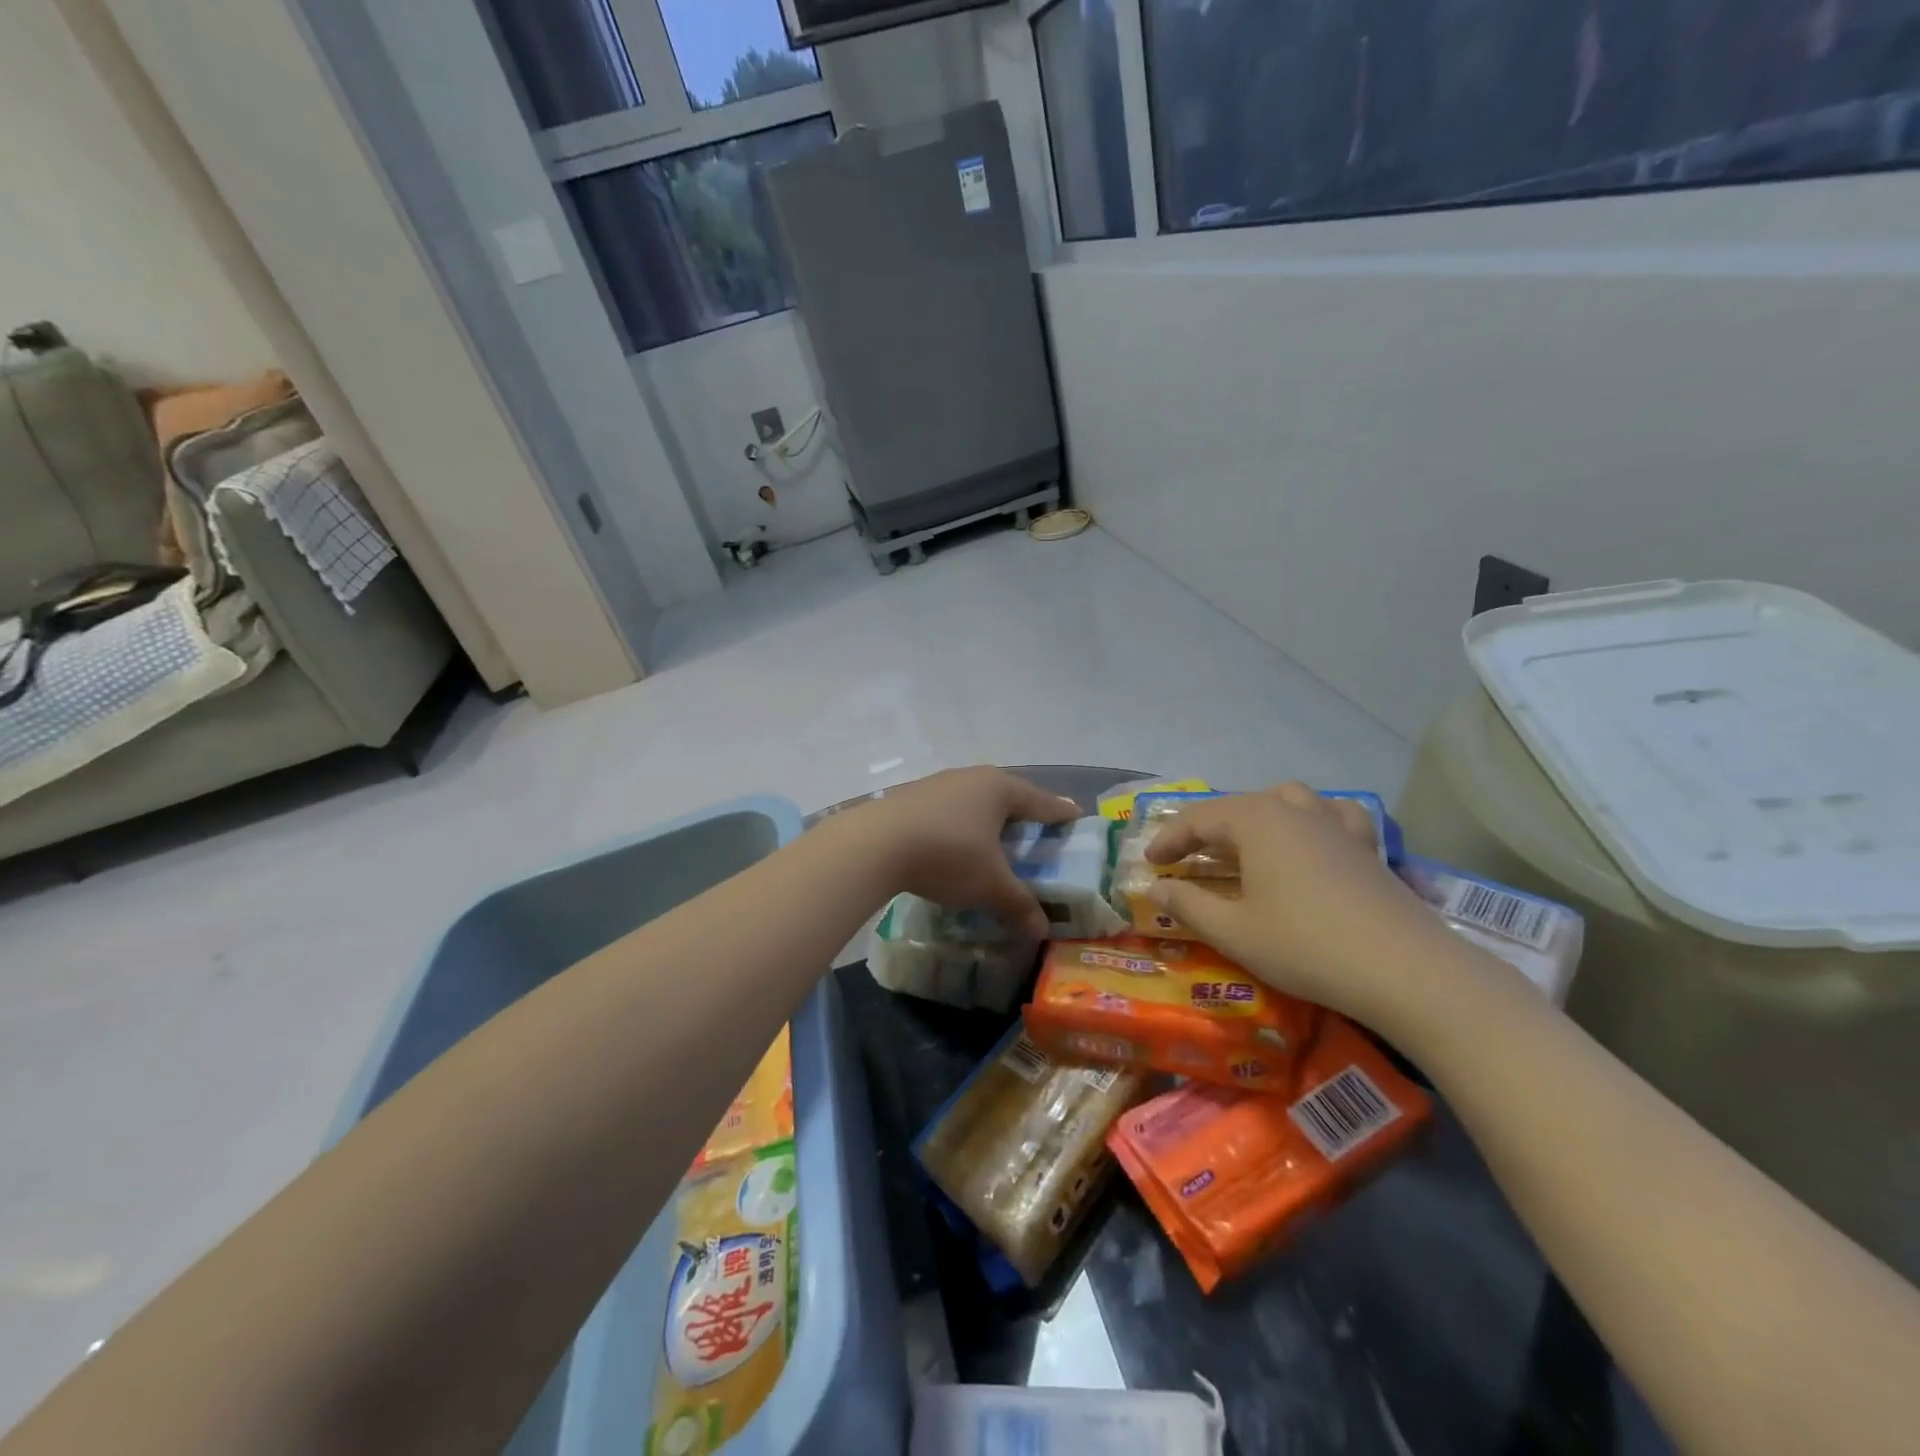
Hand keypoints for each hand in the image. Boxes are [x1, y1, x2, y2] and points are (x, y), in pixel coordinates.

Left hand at [855, 767, 1081, 936]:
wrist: (874, 844)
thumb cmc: (947, 856)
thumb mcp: (990, 886)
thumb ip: (1019, 905)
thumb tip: (1041, 931)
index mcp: (1000, 789)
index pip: (1041, 801)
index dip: (1060, 812)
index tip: (1075, 816)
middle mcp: (971, 777)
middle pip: (1007, 794)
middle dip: (1023, 813)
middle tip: (1037, 830)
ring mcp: (938, 783)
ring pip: (974, 799)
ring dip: (987, 819)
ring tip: (995, 839)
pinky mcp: (911, 796)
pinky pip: (949, 808)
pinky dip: (960, 824)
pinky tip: (954, 843)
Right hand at [1145, 784, 1456, 1025]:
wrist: (1405, 970)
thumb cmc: (1305, 946)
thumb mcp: (1233, 931)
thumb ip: (1188, 905)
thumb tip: (1156, 890)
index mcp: (1256, 821)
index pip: (1198, 819)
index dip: (1169, 840)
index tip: (1150, 864)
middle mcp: (1294, 810)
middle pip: (1238, 806)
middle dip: (1206, 829)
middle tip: (1186, 859)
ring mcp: (1336, 824)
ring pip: (1286, 801)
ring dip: (1256, 817)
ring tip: (1244, 844)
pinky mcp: (1366, 846)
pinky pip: (1331, 815)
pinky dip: (1311, 820)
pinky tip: (1311, 839)